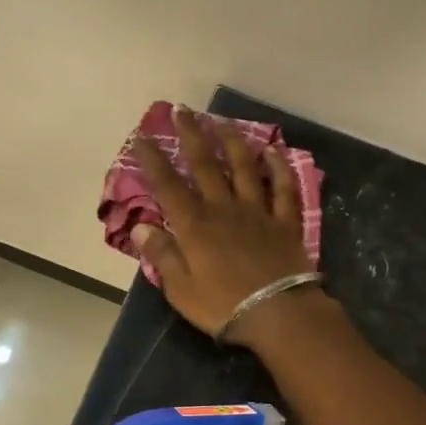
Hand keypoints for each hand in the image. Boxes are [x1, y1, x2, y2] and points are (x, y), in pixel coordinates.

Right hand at [130, 107, 314, 342]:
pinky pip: (282, 188)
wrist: (278, 314)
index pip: (168, 186)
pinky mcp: (284, 222)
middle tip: (182, 110)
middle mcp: (224, 209)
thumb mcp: (181, 289)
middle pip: (206, 165)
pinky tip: (273, 151)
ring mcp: (257, 212)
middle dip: (191, 136)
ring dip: (232, 142)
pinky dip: (278, 167)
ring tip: (222, 122)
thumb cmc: (224, 306)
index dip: (153, 160)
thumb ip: (162, 255)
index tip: (142, 137)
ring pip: (244, 168)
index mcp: (195, 226)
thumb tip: (141, 228)